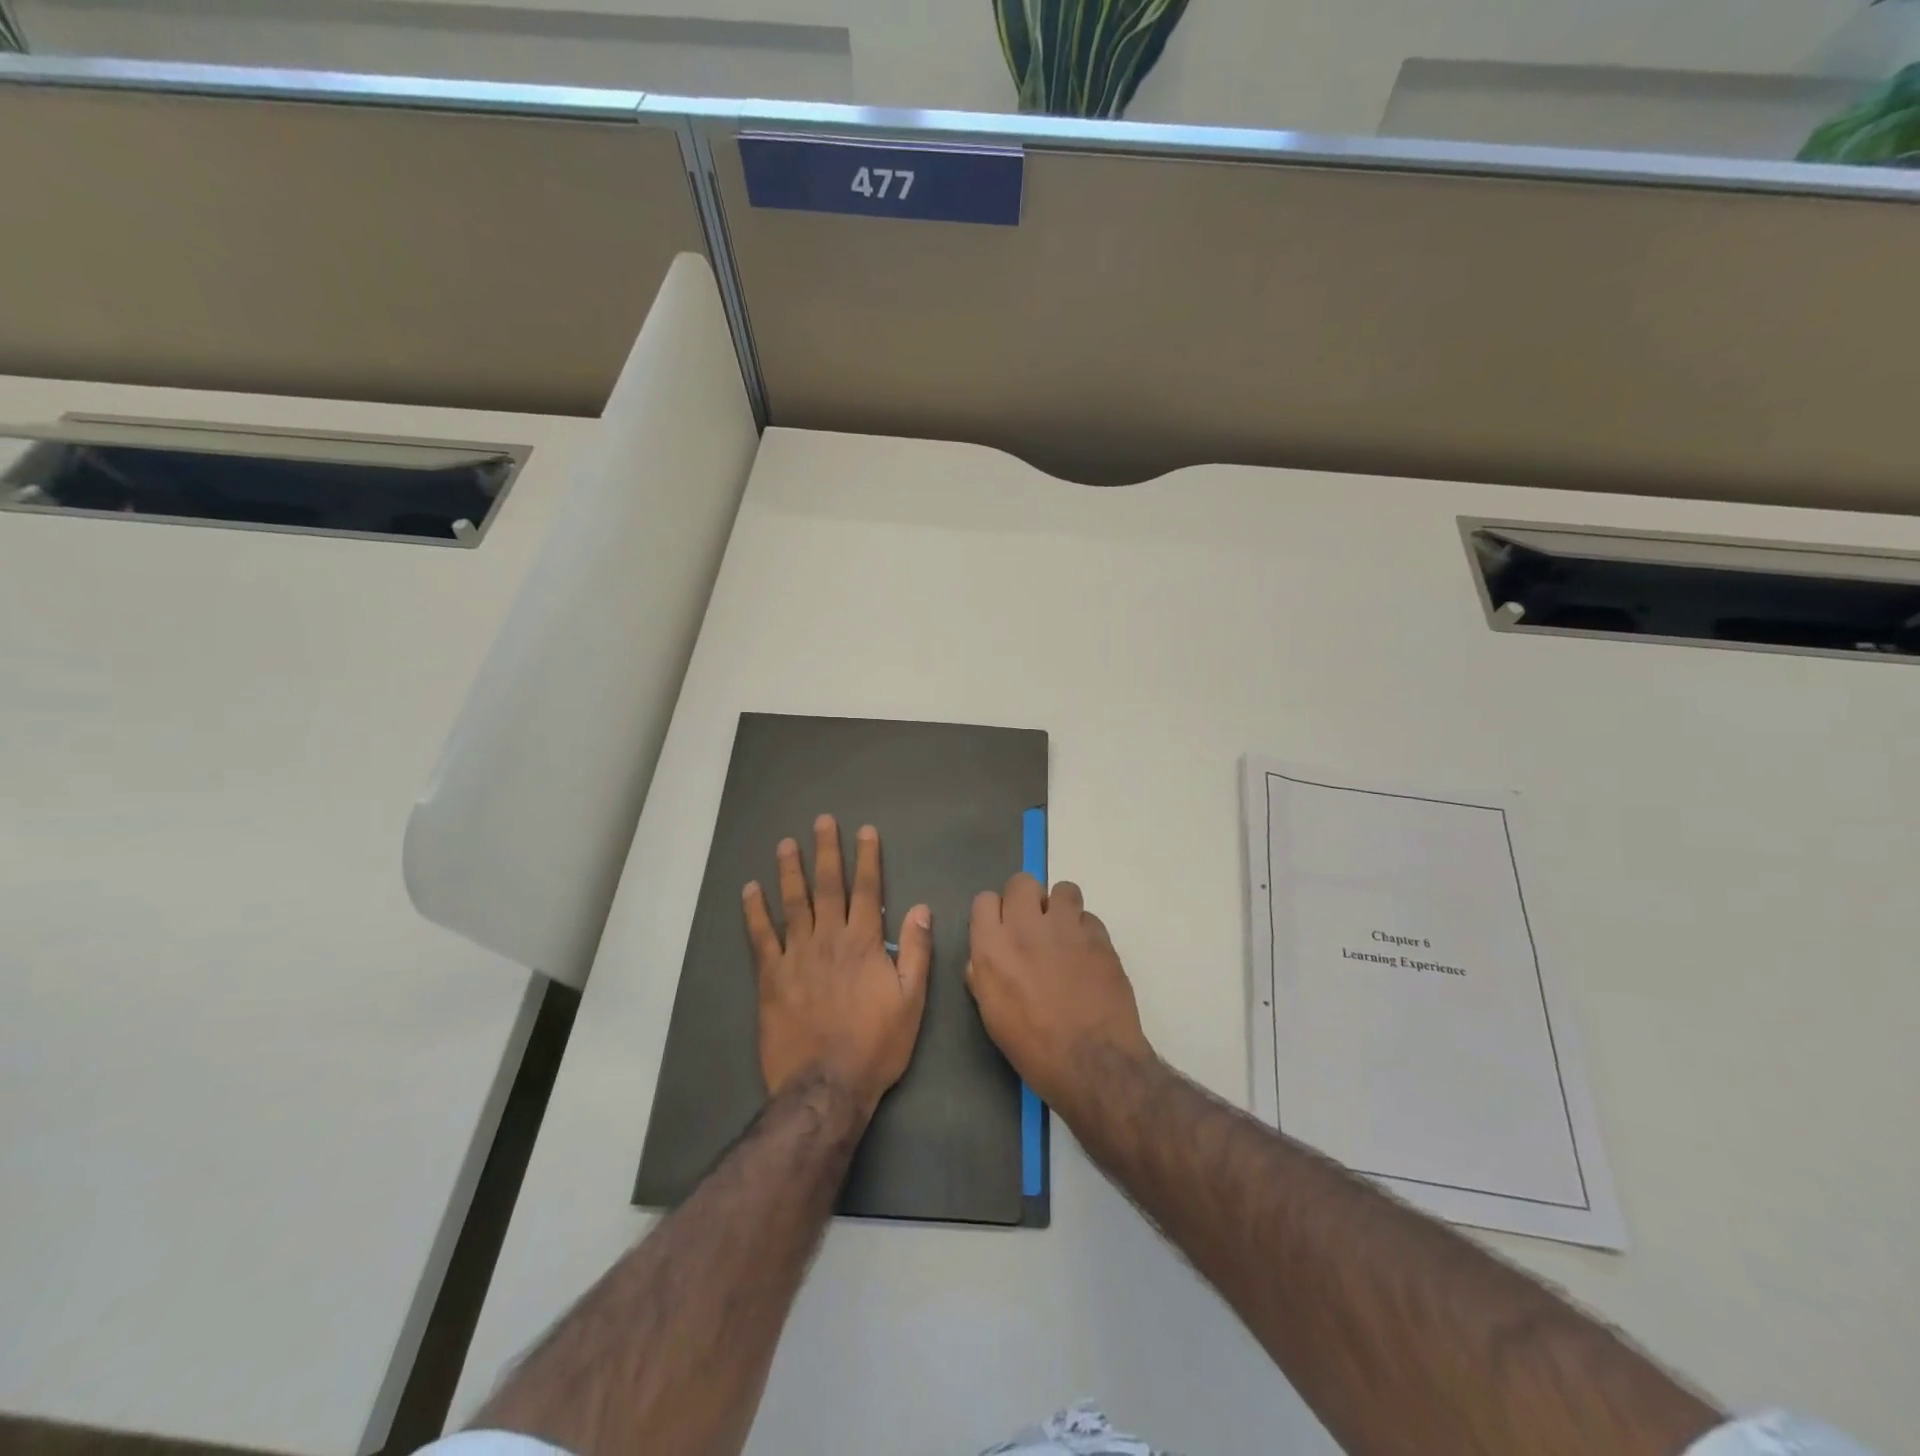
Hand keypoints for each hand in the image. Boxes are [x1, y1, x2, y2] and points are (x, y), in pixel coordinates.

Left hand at [743, 815, 931, 1114]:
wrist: (827, 1085)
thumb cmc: (876, 1044)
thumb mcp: (911, 1001)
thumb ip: (918, 952)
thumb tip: (923, 908)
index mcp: (865, 943)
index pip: (867, 889)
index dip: (867, 858)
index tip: (864, 831)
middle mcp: (829, 939)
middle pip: (827, 886)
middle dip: (826, 851)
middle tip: (821, 822)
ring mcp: (796, 955)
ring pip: (792, 903)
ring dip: (789, 871)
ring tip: (786, 844)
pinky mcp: (771, 976)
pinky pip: (761, 936)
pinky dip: (754, 911)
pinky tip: (750, 890)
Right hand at [966, 875, 1154, 1119]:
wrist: (1091, 1062)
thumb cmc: (1033, 1048)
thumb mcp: (991, 1015)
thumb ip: (982, 975)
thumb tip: (984, 956)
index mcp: (991, 947)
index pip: (984, 899)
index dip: (994, 913)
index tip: (1002, 929)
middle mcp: (1025, 927)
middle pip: (1022, 882)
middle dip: (1027, 899)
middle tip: (1035, 926)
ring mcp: (1065, 927)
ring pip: (1062, 890)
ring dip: (1061, 908)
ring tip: (1066, 935)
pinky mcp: (1099, 936)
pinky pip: (1089, 917)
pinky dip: (1087, 932)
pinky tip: (1088, 957)